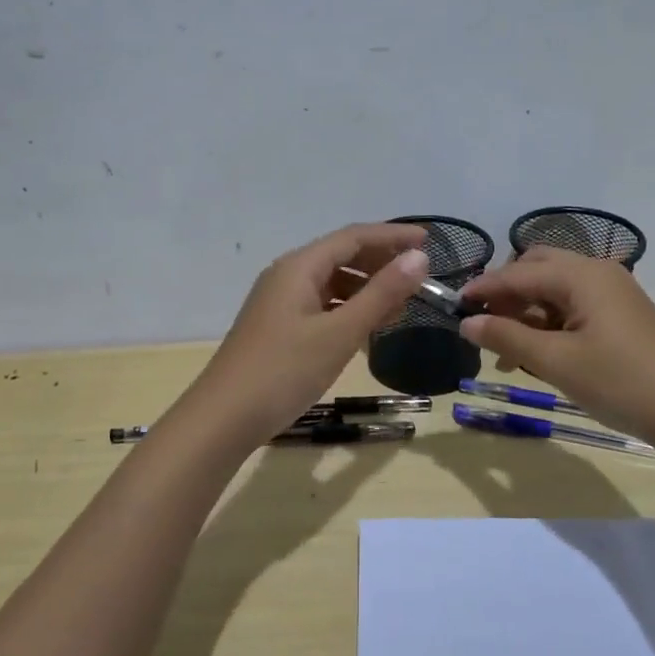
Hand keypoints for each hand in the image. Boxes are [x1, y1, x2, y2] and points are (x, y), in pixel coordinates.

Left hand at [184, 223, 429, 448]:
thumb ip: (381, 294)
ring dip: (366, 290)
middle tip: (419, 280)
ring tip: (400, 308)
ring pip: (332, 284)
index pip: (354, 237)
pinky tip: (366, 330)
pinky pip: (321, 306)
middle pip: (342, 257)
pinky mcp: (278, 327)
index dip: (393, 236)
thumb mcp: (340, 333)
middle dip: (382, 264)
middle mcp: (287, 276)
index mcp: (299, 267)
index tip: (431, 242)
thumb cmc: (284, 371)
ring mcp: (280, 303)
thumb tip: (419, 257)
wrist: (223, 418)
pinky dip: (348, 311)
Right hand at [458, 248, 654, 448]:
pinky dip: (549, 322)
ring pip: (554, 289)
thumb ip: (507, 337)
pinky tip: (536, 352)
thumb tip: (466, 323)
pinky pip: (573, 305)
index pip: (517, 273)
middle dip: (506, 293)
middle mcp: (597, 272)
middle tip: (483, 324)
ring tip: (504, 350)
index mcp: (581, 275)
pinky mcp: (621, 314)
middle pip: (537, 268)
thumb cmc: (620, 382)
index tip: (452, 307)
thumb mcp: (556, 362)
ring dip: (526, 311)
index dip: (482, 289)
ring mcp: (613, 292)